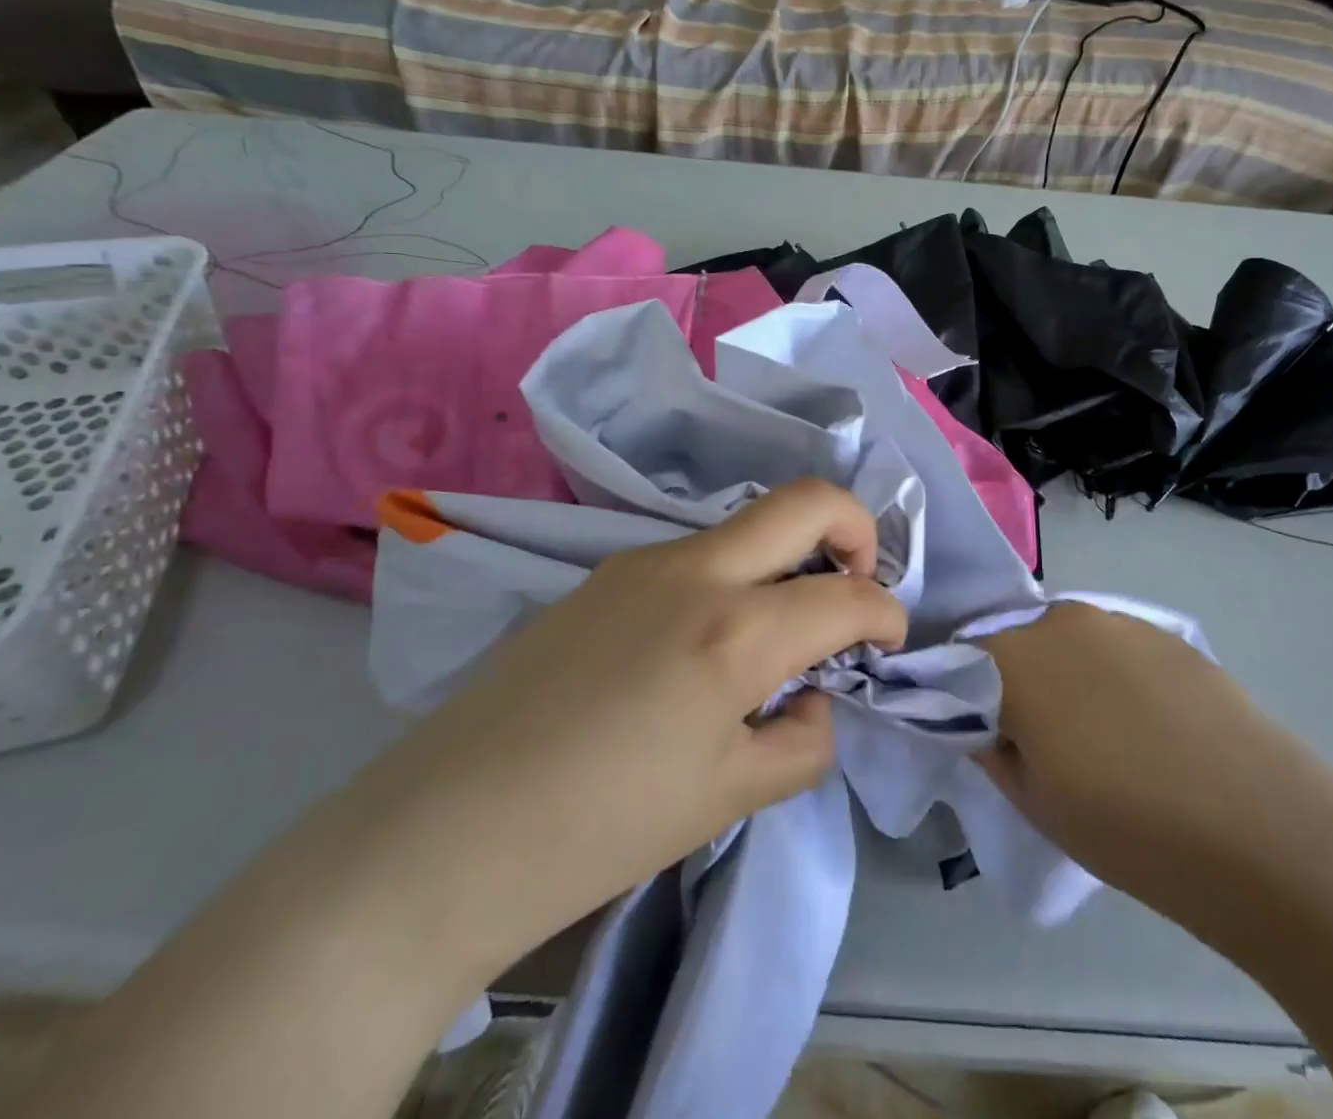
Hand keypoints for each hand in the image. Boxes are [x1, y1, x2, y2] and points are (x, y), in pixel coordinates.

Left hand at [342, 478, 906, 981]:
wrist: (445, 831)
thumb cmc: (602, 828)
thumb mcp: (729, 798)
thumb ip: (802, 741)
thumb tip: (814, 699)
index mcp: (736, 631)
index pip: (847, 596)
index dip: (886, 616)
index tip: (887, 644)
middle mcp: (695, 571)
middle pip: (805, 501)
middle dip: (855, 528)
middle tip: (858, 581)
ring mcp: (642, 561)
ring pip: (746, 527)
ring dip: (786, 558)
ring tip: (775, 634)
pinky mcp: (603, 574)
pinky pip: (695, 555)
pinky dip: (732, 580)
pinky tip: (702, 645)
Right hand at [977, 601, 1332, 949]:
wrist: (1267, 831)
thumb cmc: (1130, 828)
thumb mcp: (1034, 803)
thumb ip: (991, 748)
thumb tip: (980, 722)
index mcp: (1014, 657)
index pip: (959, 660)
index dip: (958, 695)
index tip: (977, 732)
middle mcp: (1059, 620)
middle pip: (1013, 644)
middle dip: (1011, 682)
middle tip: (1037, 739)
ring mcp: (1119, 621)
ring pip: (1065, 642)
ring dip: (1062, 674)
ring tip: (1097, 733)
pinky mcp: (1167, 632)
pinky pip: (1113, 646)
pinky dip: (1110, 674)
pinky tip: (1144, 723)